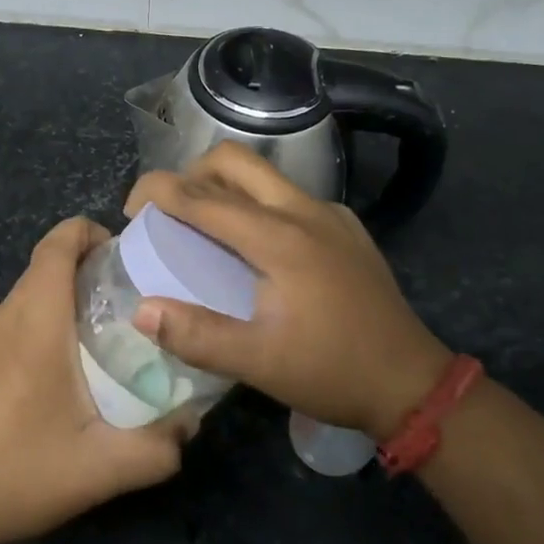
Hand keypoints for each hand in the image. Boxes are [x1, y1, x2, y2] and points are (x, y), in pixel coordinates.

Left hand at [0, 217, 188, 543]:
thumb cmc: (21, 474)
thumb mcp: (103, 468)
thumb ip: (159, 446)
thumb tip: (191, 423)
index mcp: (33, 320)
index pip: (57, 243)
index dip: (89, 232)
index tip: (123, 254)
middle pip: (44, 270)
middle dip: (86, 275)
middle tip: (127, 309)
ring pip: (25, 301)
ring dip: (60, 308)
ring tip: (96, 349)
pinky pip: (6, 328)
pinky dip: (35, 332)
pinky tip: (51, 384)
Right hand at [125, 143, 451, 440]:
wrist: (411, 382)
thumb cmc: (331, 372)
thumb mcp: (258, 363)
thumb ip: (196, 334)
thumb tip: (141, 309)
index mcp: (279, 238)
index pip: (204, 197)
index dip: (159, 191)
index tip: (131, 209)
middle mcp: (303, 211)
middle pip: (234, 161)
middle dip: (191, 174)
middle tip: (169, 211)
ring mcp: (329, 215)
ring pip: (263, 174)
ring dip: (223, 186)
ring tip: (203, 225)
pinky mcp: (345, 227)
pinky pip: (288, 195)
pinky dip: (255, 202)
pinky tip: (254, 246)